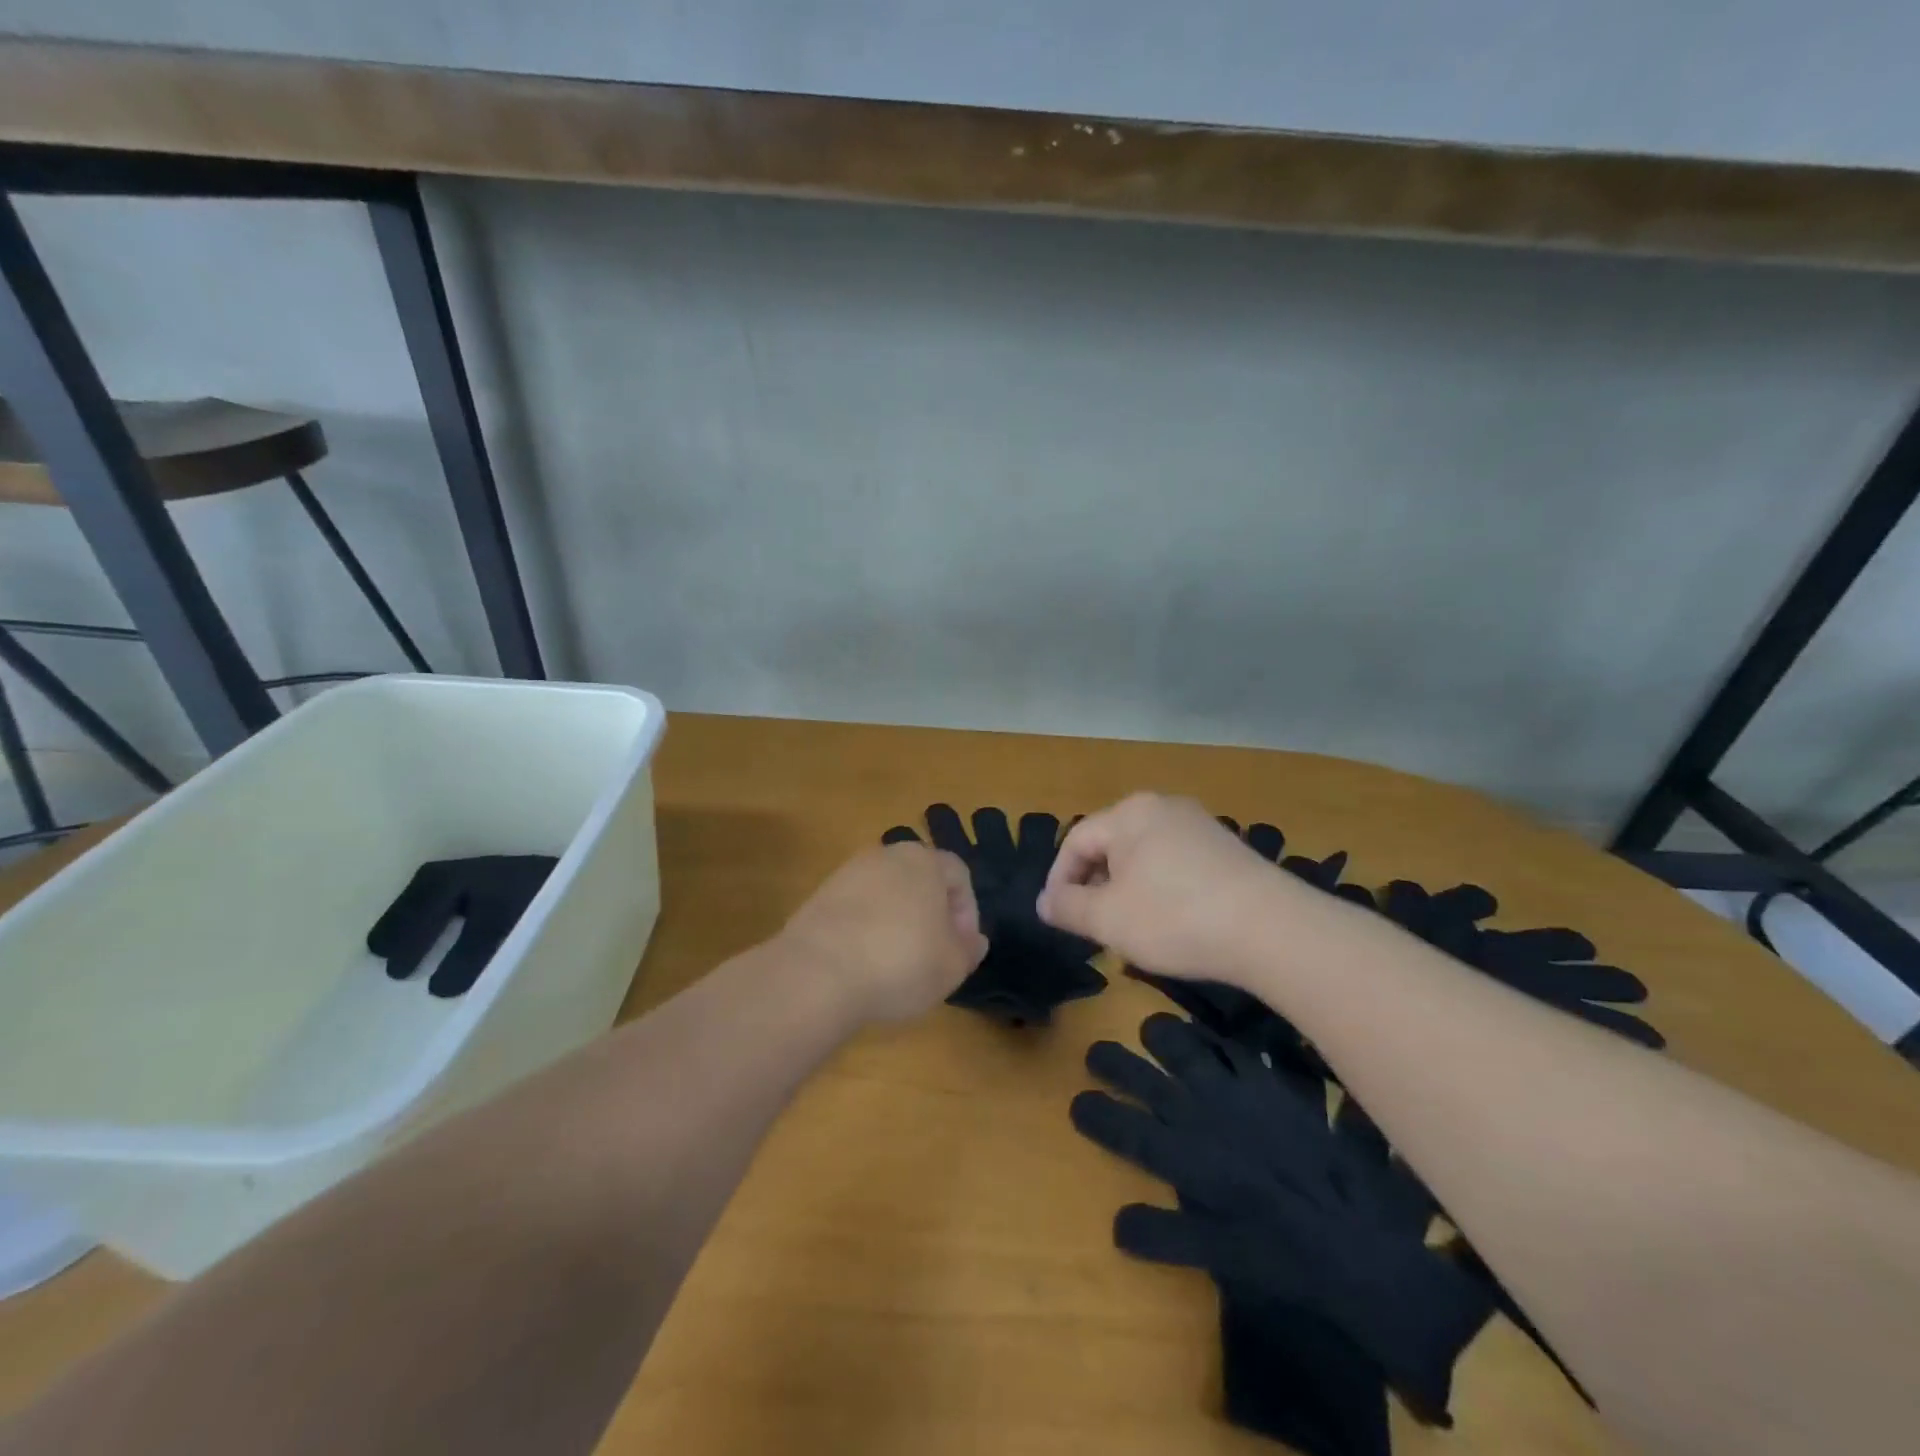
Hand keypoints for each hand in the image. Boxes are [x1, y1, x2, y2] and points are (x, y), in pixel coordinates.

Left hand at [777, 842, 988, 1023]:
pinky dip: (867, 930)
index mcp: (924, 860)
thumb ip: (968, 949)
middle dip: (932, 913)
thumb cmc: (901, 962)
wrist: (819, 972)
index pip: (959, 874)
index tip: (962, 947)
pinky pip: (857, 909)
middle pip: (920, 879)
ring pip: (887, 893)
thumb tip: (972, 940)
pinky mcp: (820, 896)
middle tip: (933, 953)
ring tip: (897, 963)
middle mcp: (886, 855)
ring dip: (898, 921)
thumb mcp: (952, 965)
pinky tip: (865, 963)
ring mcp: (848, 873)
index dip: (968, 911)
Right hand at [1039, 793, 1302, 982]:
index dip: (1059, 879)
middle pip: (1110, 844)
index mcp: (1129, 813)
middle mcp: (1163, 807)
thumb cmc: (1175, 917)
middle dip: (1094, 885)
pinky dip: (1160, 889)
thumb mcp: (1108, 918)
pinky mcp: (1227, 848)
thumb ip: (1068, 907)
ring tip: (1129, 928)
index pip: (1076, 840)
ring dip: (1126, 890)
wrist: (1272, 929)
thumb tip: (1044, 901)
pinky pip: (1175, 863)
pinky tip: (1172, 922)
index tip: (1058, 917)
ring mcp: (1200, 825)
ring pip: (1143, 855)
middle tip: (1092, 926)